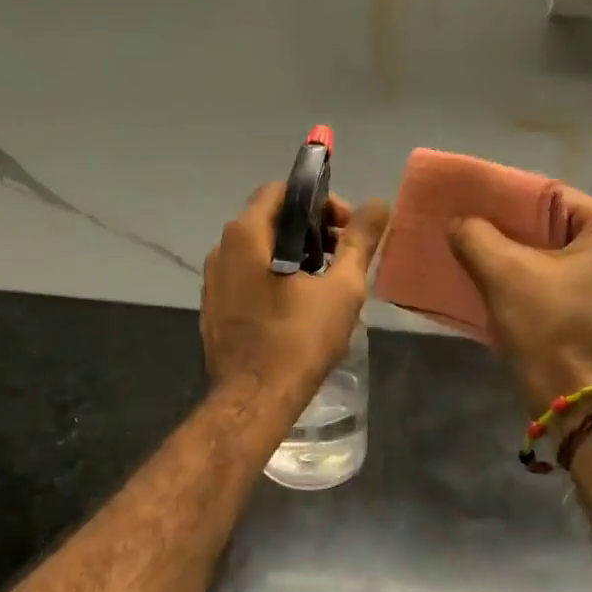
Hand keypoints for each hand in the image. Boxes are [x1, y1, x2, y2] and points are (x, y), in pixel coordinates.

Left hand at [202, 183, 389, 400]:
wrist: (254, 400)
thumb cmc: (299, 340)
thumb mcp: (342, 288)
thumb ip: (360, 242)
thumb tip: (379, 204)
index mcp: (247, 235)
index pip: (282, 191)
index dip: (320, 202)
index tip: (347, 230)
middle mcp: (221, 250)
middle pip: (270, 220)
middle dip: (311, 231)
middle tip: (343, 258)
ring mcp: (213, 282)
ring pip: (259, 252)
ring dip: (295, 256)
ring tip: (326, 285)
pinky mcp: (214, 310)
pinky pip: (247, 279)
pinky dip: (275, 279)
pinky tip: (298, 308)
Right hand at [448, 188, 591, 411]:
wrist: (577, 400)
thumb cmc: (551, 327)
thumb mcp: (505, 273)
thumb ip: (476, 236)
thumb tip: (458, 222)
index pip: (553, 196)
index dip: (508, 199)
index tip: (472, 205)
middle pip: (552, 227)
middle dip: (508, 230)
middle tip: (467, 229)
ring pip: (551, 258)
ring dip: (513, 258)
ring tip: (473, 256)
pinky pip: (554, 284)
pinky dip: (525, 282)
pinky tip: (493, 286)